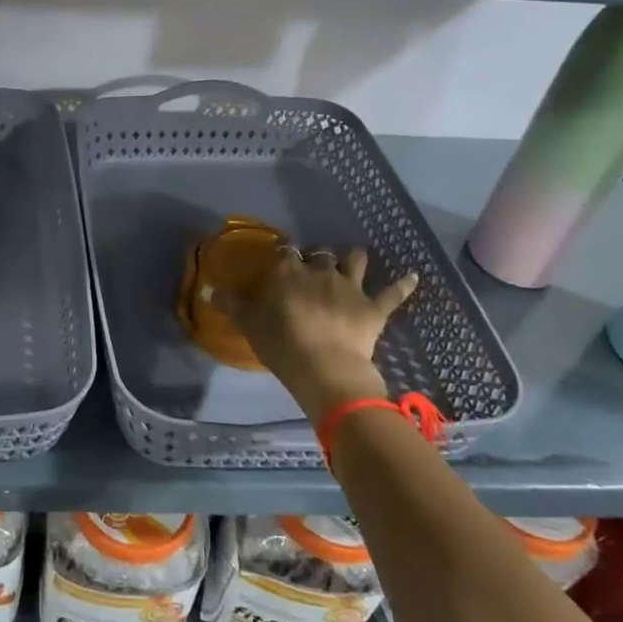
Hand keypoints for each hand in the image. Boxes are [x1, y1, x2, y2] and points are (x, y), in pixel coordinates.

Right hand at [220, 247, 418, 423]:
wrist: (325, 368)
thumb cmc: (281, 344)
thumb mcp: (249, 324)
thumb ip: (230, 304)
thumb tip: (208, 290)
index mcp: (288, 272)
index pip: (285, 253)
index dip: (284, 257)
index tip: (282, 263)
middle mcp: (320, 271)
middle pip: (319, 255)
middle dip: (316, 258)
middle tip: (312, 270)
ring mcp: (350, 287)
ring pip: (354, 261)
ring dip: (353, 259)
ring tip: (353, 259)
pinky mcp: (373, 308)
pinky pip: (392, 293)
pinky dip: (404, 284)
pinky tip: (413, 276)